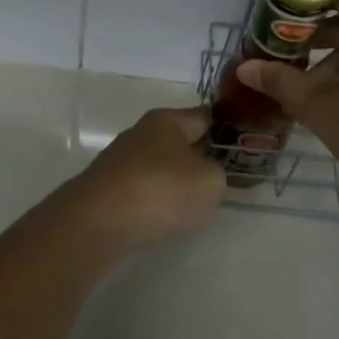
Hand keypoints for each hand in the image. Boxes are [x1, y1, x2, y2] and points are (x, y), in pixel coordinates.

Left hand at [57, 106, 226, 251]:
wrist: (97, 222)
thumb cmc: (160, 190)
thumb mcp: (209, 182)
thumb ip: (218, 173)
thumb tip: (206, 173)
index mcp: (167, 120)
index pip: (204, 116)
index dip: (225, 129)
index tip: (242, 145)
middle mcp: (141, 132)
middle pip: (180, 141)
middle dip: (199, 157)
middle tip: (222, 180)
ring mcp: (120, 160)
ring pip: (160, 166)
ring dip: (176, 181)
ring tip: (193, 205)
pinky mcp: (106, 187)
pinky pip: (142, 189)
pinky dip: (154, 200)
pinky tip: (162, 218)